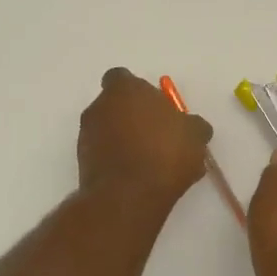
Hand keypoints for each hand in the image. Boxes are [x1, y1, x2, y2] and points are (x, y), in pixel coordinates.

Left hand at [77, 68, 213, 212]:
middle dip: (133, 118)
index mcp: (124, 90)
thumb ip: (192, 125)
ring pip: (108, 132)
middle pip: (115, 106)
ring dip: (125, 141)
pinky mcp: (82, 163)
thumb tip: (192, 126)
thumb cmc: (164, 153)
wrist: (128, 196)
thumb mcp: (194, 135)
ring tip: (152, 163)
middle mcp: (99, 107)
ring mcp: (86, 136)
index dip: (139, 92)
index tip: (157, 109)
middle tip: (158, 137)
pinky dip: (117, 162)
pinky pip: (103, 155)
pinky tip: (139, 179)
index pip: (122, 79)